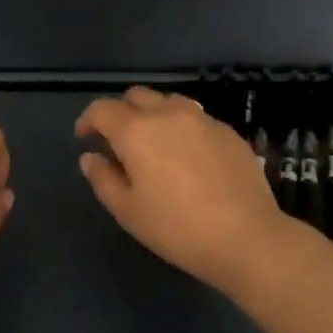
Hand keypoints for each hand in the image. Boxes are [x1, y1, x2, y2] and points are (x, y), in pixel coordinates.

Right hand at [76, 87, 292, 292]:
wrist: (247, 237)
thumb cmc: (177, 228)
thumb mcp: (128, 212)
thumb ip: (103, 178)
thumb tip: (90, 157)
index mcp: (136, 130)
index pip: (102, 109)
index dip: (88, 120)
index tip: (85, 137)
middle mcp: (167, 112)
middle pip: (136, 96)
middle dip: (122, 112)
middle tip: (119, 142)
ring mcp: (201, 118)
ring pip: (168, 101)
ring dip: (154, 115)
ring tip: (156, 145)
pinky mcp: (227, 130)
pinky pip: (196, 118)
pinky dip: (183, 128)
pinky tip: (189, 158)